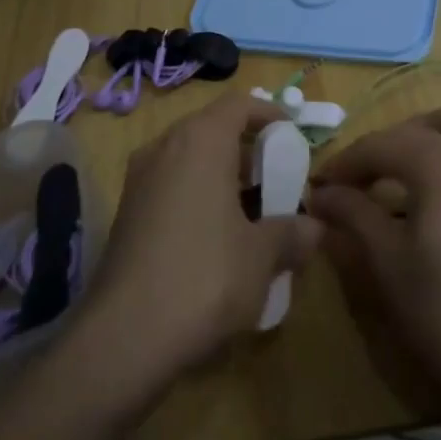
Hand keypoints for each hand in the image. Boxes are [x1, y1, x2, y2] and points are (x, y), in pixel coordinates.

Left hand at [85, 92, 321, 383]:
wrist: (125, 336)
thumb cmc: (205, 278)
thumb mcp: (262, 256)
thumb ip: (292, 233)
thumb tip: (315, 228)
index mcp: (200, 141)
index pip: (238, 104)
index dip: (269, 114)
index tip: (292, 138)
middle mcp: (165, 148)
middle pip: (213, 130)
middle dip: (248, 152)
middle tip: (278, 182)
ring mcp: (140, 180)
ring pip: (190, 160)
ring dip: (224, 178)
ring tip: (254, 216)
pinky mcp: (127, 213)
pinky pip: (171, 187)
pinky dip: (198, 197)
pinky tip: (218, 241)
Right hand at [307, 107, 440, 417]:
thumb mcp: (386, 260)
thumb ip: (352, 214)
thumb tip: (321, 193)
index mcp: (437, 162)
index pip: (378, 146)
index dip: (344, 163)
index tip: (318, 186)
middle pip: (417, 130)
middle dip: (381, 148)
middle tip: (354, 183)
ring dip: (429, 134)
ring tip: (404, 167)